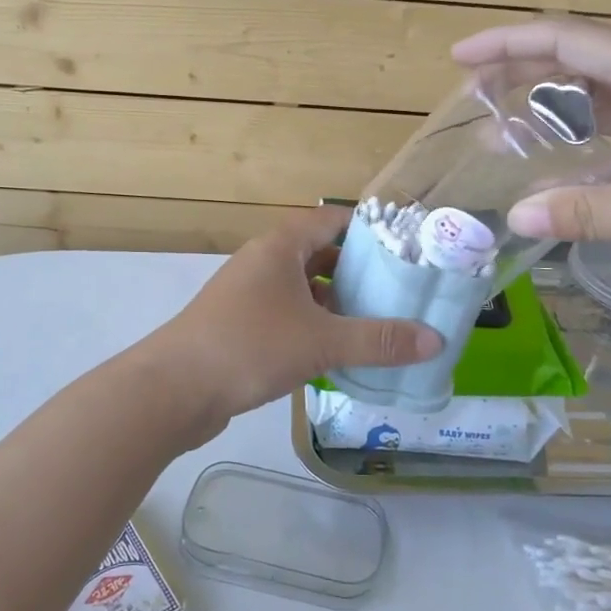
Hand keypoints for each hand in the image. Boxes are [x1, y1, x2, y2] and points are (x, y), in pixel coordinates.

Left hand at [144, 207, 440, 434]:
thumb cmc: (249, 346)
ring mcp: (248, 294)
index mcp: (280, 247)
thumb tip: (436, 339)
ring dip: (336, 303)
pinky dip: (313, 326)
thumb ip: (379, 340)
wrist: (173, 388)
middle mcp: (263, 262)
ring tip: (378, 322)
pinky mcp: (239, 325)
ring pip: (303, 289)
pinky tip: (337, 352)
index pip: (332, 221)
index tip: (406, 249)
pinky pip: (287, 315)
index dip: (369, 230)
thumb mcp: (321, 342)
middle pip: (320, 255)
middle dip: (358, 272)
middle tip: (400, 291)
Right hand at [452, 18, 610, 306]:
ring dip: (558, 108)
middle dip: (525, 72)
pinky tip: (572, 170)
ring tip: (513, 133)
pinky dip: (592, 140)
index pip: (569, 39)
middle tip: (477, 97)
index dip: (509, 43)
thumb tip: (515, 217)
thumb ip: (585, 212)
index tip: (460, 59)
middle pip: (583, 58)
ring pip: (606, 93)